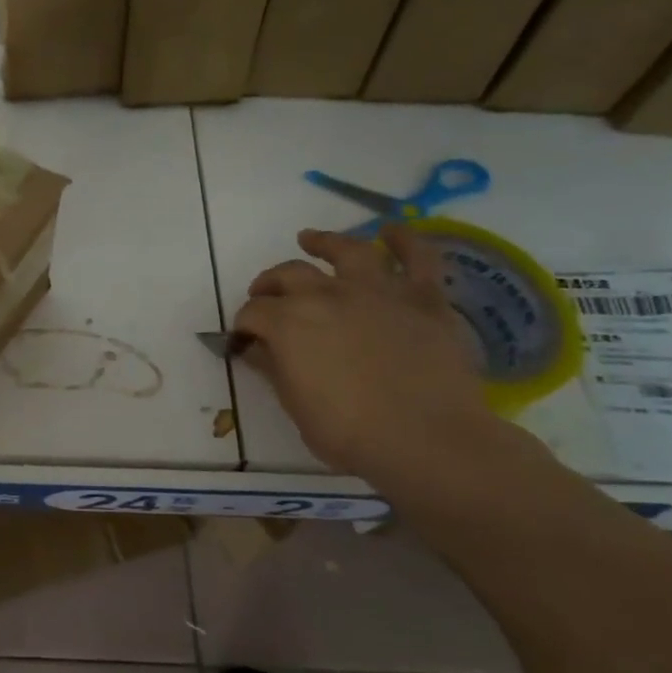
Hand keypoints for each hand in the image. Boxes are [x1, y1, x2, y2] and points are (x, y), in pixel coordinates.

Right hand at [233, 224, 498, 479]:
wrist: (428, 440)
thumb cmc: (351, 434)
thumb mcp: (296, 407)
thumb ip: (274, 369)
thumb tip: (257, 348)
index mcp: (287, 323)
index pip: (253, 314)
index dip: (244, 326)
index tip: (244, 341)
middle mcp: (326, 294)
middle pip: (288, 275)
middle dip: (269, 285)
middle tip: (265, 296)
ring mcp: (376, 290)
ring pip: (345, 250)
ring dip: (323, 242)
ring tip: (310, 239)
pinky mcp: (422, 297)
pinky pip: (417, 257)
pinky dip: (404, 240)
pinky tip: (391, 232)